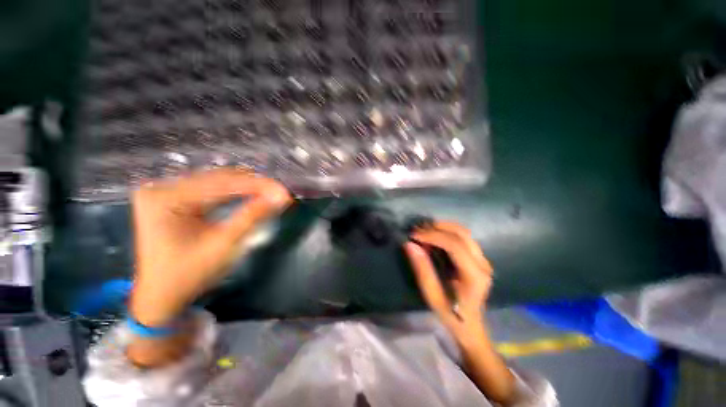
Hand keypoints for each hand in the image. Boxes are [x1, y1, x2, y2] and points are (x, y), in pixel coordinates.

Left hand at [129, 169, 291, 326]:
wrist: (163, 295)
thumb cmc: (189, 275)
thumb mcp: (224, 246)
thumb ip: (252, 217)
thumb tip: (280, 196)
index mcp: (165, 198)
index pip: (221, 183)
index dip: (258, 186)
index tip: (284, 192)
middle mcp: (163, 187)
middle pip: (220, 178)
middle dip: (255, 186)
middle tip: (281, 194)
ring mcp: (168, 190)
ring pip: (219, 181)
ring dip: (249, 188)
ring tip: (272, 194)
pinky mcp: (176, 197)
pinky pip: (213, 189)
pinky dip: (237, 192)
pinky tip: (254, 195)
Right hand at [404, 221, 492, 341]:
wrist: (471, 327)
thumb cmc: (451, 315)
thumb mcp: (432, 296)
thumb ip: (422, 269)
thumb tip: (410, 245)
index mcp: (474, 275)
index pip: (454, 245)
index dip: (433, 236)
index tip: (414, 235)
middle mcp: (482, 263)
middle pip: (461, 234)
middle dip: (437, 228)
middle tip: (417, 230)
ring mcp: (483, 259)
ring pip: (463, 232)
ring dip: (442, 227)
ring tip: (424, 230)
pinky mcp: (479, 258)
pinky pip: (464, 237)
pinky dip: (447, 231)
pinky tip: (434, 235)